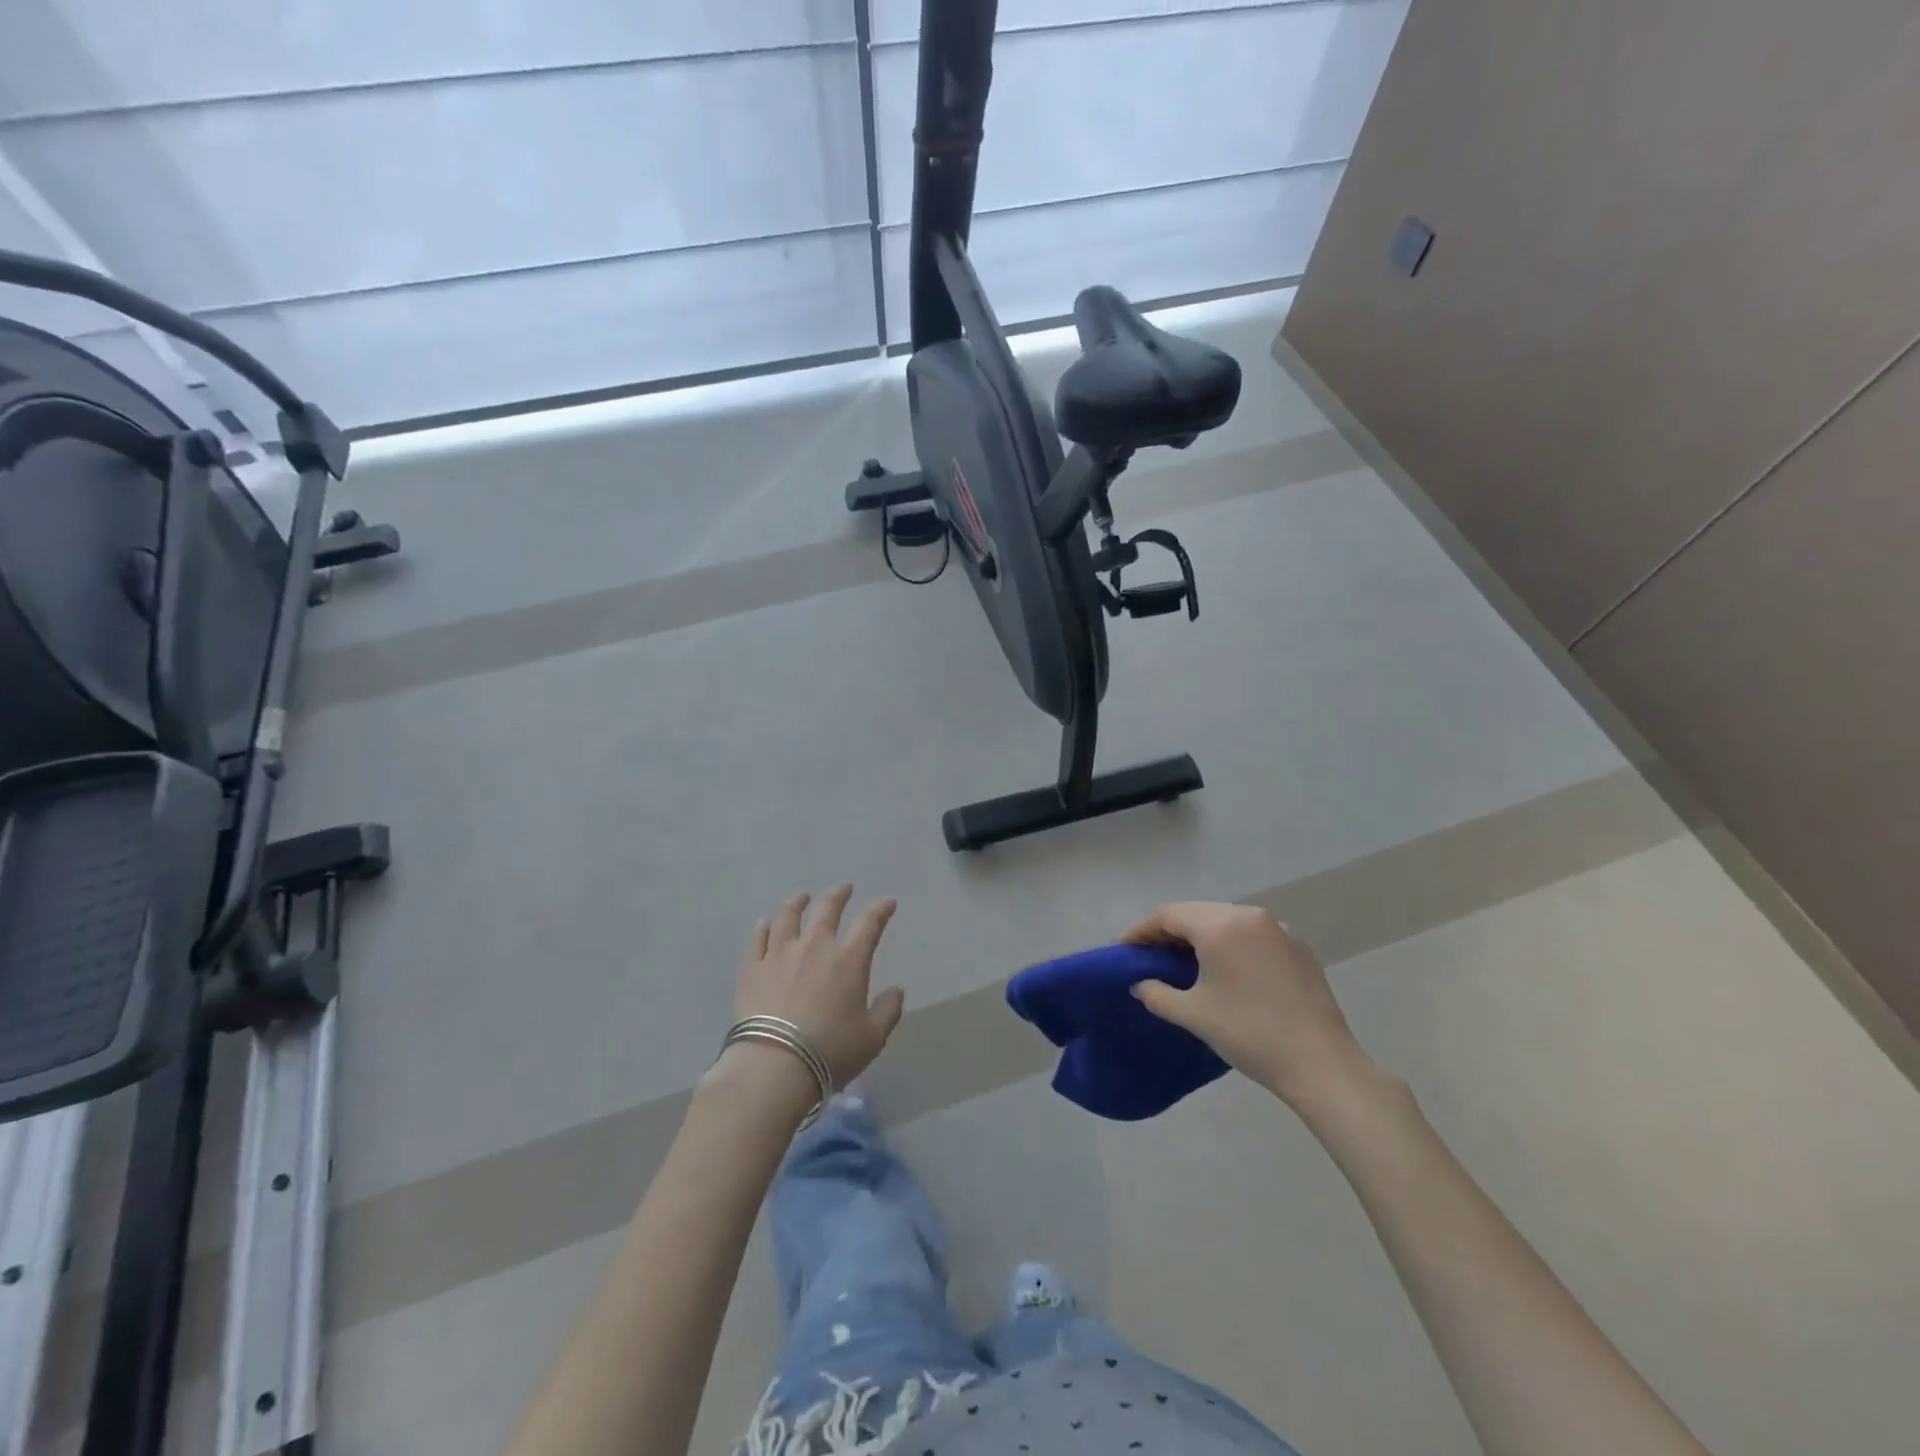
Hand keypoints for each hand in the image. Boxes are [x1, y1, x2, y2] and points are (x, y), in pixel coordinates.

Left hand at [728, 886, 904, 1093]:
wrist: (774, 1065)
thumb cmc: (830, 1051)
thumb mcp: (872, 1037)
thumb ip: (888, 1011)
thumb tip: (897, 991)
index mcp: (849, 960)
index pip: (869, 924)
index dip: (880, 910)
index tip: (887, 902)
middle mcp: (815, 947)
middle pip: (827, 910)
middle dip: (838, 895)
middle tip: (844, 888)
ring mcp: (780, 954)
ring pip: (788, 917)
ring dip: (797, 903)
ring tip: (801, 897)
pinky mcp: (753, 969)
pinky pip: (758, 940)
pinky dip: (764, 928)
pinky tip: (765, 923)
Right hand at [1123, 901, 1368, 1106]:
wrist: (1321, 1063)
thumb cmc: (1248, 1033)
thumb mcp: (1193, 1014)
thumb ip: (1157, 994)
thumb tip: (1140, 984)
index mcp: (1220, 925)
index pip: (1169, 914)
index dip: (1143, 929)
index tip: (1124, 948)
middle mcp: (1249, 915)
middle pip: (1197, 912)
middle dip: (1171, 930)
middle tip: (1151, 954)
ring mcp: (1278, 929)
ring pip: (1226, 920)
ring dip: (1201, 935)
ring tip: (1185, 961)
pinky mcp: (1298, 947)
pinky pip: (1252, 934)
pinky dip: (1231, 943)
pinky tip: (1226, 969)